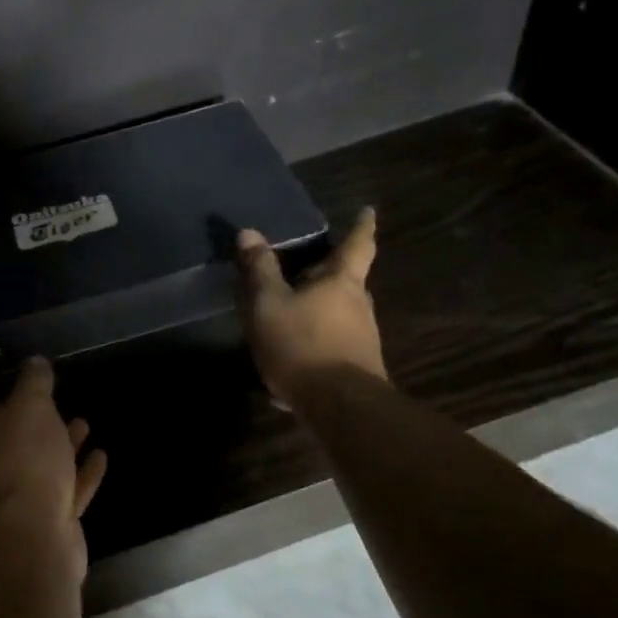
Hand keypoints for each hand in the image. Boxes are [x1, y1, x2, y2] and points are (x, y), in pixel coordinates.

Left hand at [0, 358, 107, 572]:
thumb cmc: (24, 460)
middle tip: (65, 409)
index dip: (10, 404)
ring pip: (41, 469)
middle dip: (41, 427)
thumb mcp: (30, 406)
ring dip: (63, 448)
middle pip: (14, 446)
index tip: (36, 393)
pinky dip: (80, 474)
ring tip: (85, 426)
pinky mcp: (42, 525)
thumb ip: (34, 382)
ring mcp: (13, 505)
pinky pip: (64, 492)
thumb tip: (35, 361)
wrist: (33, 535)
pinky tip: (101, 457)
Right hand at [236, 206, 385, 404]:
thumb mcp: (269, 304)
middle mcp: (360, 306)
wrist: (338, 406)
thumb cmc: (302, 344)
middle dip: (331, 273)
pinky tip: (291, 359)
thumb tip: (249, 232)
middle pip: (349, 281)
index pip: (357, 244)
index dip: (361, 226)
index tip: (368, 211)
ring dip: (320, 311)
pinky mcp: (357, 367)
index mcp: (342, 282)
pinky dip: (315, 343)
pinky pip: (333, 345)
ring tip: (292, 315)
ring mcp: (363, 338)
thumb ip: (259, 270)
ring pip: (340, 314)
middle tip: (309, 267)